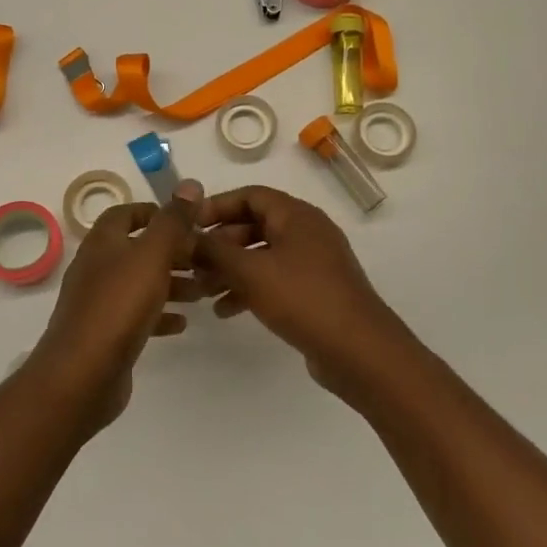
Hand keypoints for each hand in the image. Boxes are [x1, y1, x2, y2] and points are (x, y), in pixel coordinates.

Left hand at [27, 181, 205, 429]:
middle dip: (171, 252)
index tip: (186, 222)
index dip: (154, 213)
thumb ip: (173, 221)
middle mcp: (97, 267)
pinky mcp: (105, 334)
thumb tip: (190, 183)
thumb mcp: (152, 255)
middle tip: (204, 260)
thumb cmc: (119, 305)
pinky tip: (182, 323)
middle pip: (137, 250)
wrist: (82, 374)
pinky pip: (136, 315)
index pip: (125, 214)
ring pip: (139, 283)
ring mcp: (98, 302)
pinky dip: (159, 314)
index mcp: (103, 243)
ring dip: (170, 284)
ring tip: (201, 292)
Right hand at [193, 185, 417, 399]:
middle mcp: (306, 231)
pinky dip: (250, 288)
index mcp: (296, 215)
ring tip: (202, 291)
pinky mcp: (315, 291)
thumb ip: (215, 251)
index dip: (217, 206)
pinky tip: (226, 310)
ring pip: (262, 255)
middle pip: (254, 225)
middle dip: (220, 244)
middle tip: (192, 263)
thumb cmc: (303, 299)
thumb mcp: (251, 272)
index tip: (188, 225)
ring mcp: (313, 262)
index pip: (250, 195)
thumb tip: (187, 237)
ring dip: (231, 269)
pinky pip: (275, 279)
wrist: (359, 351)